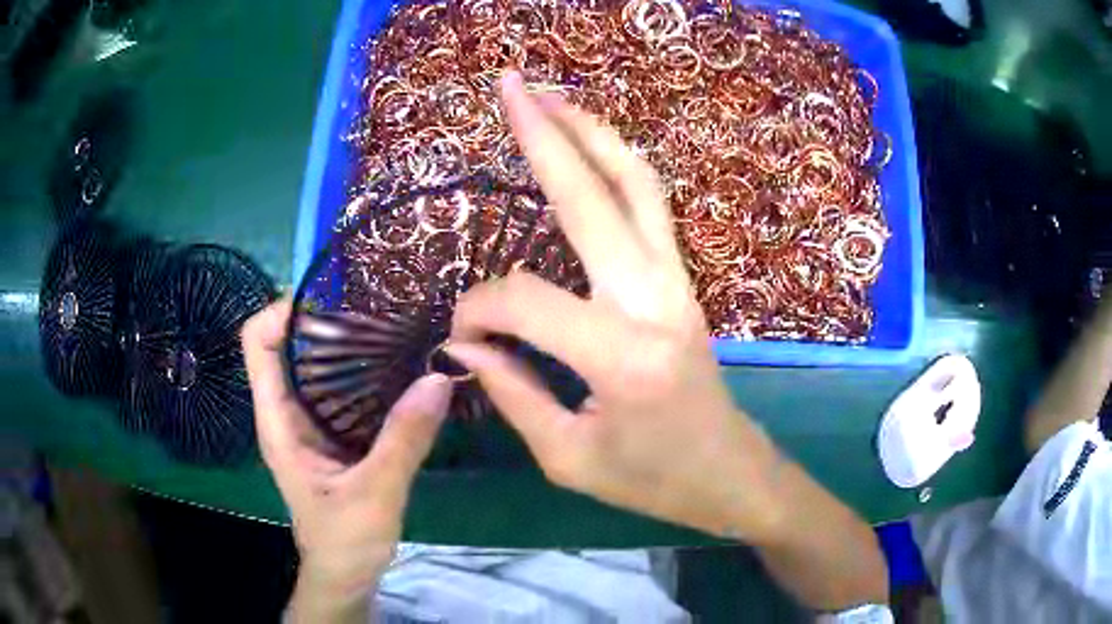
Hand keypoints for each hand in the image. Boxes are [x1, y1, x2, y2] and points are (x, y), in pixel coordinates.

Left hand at [242, 300, 451, 603]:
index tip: (329, 298)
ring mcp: (309, 422)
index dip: (281, 311)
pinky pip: (340, 387)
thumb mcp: (376, 494)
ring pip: (315, 363)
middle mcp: (287, 412)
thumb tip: (438, 377)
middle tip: (373, 304)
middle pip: (287, 344)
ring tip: (389, 324)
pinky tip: (396, 366)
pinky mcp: (332, 432)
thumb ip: (404, 440)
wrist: (345, 574)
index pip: (257, 344)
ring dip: (345, 341)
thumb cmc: (345, 540)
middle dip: (322, 318)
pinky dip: (362, 368)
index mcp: (279, 421)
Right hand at [447, 72, 782, 538]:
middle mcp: (655, 301)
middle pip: (594, 195)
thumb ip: (510, 392)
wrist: (728, 472)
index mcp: (621, 357)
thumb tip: (465, 341)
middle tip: (511, 86)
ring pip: (637, 183)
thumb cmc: (652, 480)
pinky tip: (586, 147)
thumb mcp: (566, 457)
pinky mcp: (682, 279)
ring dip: (592, 131)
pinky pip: (649, 205)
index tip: (461, 337)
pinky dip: (615, 164)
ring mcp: (677, 281)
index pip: (524, 300)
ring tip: (550, 97)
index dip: (479, 311)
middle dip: (546, 133)